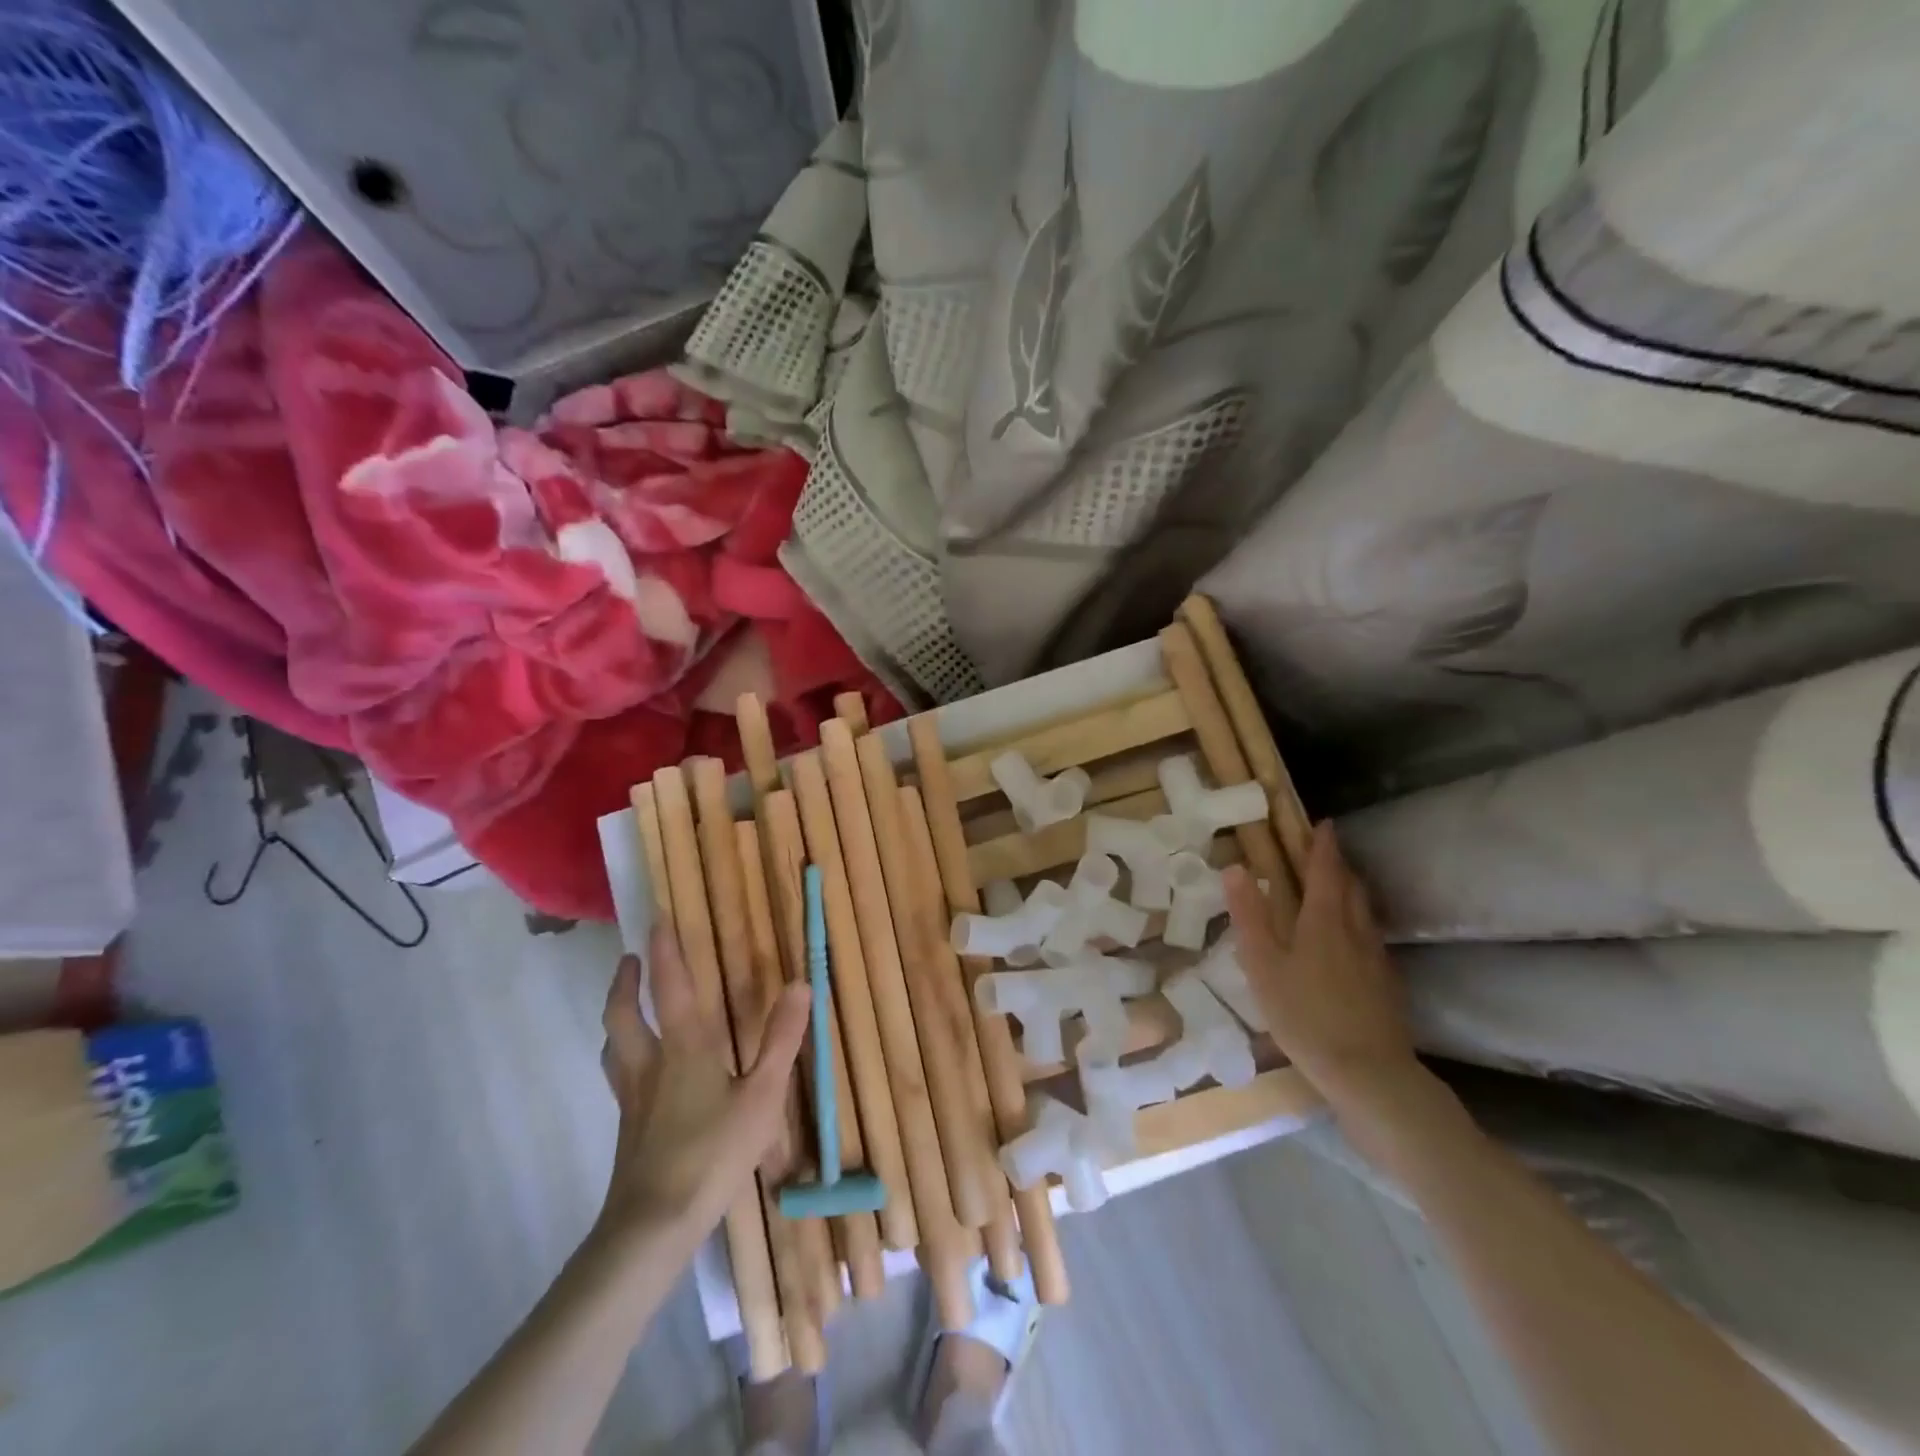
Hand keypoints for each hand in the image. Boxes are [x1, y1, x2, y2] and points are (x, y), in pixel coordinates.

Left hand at [596, 923, 809, 1246]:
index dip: (665, 950)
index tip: (657, 919)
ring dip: (618, 1017)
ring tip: (627, 1006)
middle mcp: (650, 1065)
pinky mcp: (628, 1129)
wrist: (653, 1227)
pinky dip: (624, 1055)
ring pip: (613, 1046)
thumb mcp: (762, 1096)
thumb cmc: (713, 1154)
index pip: (671, 987)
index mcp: (684, 1048)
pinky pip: (620, 1076)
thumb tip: (799, 985)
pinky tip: (642, 1073)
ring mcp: (632, 1099)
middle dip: (626, 983)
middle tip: (631, 959)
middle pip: (623, 1015)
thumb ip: (781, 1040)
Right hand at [1222, 822, 1417, 1108]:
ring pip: (1365, 912)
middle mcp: (1355, 931)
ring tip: (1338, 889)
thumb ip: (1249, 916)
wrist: (1369, 1073)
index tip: (1323, 825)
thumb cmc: (1305, 1015)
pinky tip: (1351, 943)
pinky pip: (1372, 938)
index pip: (1325, 872)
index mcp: (1323, 921)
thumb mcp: (1263, 966)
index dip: (1323, 846)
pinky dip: (1359, 924)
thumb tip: (1236, 868)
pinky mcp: (1387, 984)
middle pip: (1351, 888)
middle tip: (1325, 853)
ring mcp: (1376, 958)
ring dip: (1352, 892)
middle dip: (1338, 865)